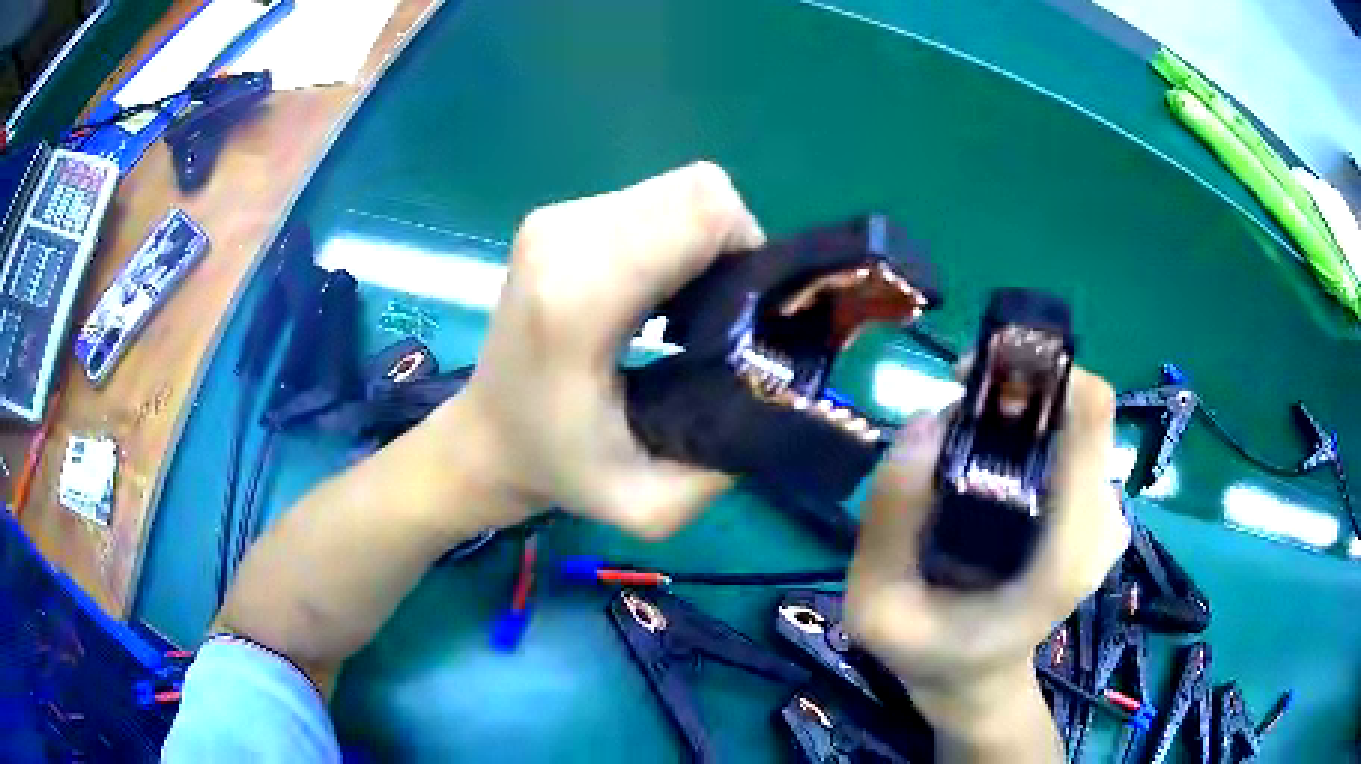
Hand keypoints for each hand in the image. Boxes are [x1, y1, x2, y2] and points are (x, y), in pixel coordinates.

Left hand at [456, 162, 766, 537]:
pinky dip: (674, 239)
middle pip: (699, 191)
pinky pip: (651, 202)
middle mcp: (565, 238)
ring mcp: (556, 220)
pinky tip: (657, 293)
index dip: (746, 255)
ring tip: (684, 310)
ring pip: (679, 192)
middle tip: (718, 315)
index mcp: (580, 298)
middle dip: (730, 248)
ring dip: (702, 244)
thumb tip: (785, 387)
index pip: (702, 212)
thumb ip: (727, 461)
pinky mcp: (556, 217)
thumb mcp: (650, 505)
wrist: (485, 437)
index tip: (741, 318)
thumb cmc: (559, 469)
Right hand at [843, 367, 1129, 755]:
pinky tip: (992, 470)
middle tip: (954, 410)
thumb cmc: (930, 651)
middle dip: (1017, 390)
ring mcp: (1109, 517)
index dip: (1037, 371)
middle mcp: (1102, 526)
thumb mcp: (878, 606)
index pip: (1089, 417)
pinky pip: (1073, 442)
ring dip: (1020, 411)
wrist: (979, 680)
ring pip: (1074, 420)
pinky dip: (1032, 433)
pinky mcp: (1102, 512)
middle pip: (1081, 409)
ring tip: (965, 446)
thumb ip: (892, 520)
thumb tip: (925, 420)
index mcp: (1064, 555)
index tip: (973, 375)